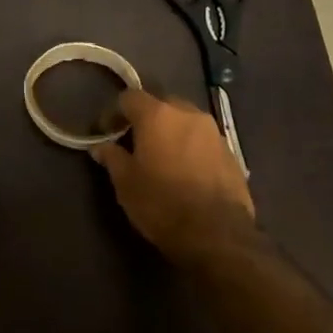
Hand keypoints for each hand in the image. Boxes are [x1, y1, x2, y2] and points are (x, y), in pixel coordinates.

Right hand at [91, 90, 253, 260]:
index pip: (130, 97)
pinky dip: (190, 147)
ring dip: (171, 132)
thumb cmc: (162, 204)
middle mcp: (189, 114)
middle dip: (147, 117)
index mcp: (158, 116)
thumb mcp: (126, 184)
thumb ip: (112, 158)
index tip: (106, 131)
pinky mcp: (231, 153)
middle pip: (162, 103)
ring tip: (161, 156)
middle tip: (135, 141)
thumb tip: (100, 147)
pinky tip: (185, 171)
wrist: (217, 235)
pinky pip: (203, 140)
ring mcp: (214, 132)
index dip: (114, 112)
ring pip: (186, 121)